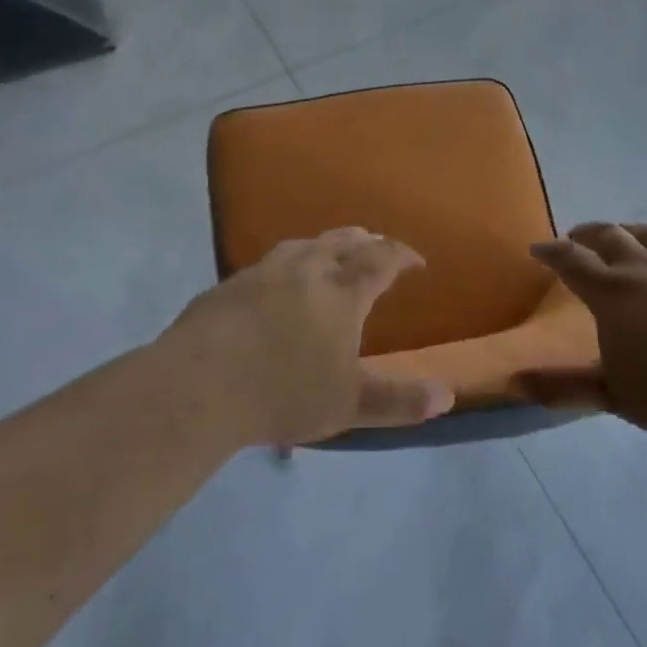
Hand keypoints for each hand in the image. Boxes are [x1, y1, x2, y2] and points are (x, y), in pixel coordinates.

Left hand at [154, 227, 454, 447]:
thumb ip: (399, 401)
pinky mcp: (228, 285)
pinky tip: (276, 282)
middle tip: (375, 246)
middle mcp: (306, 269)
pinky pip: (268, 263)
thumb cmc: (283, 392)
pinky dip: (287, 264)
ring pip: (303, 245)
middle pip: (342, 241)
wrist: (198, 386)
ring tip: (329, 252)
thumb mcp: (349, 404)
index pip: (381, 259)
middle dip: (365, 241)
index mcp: (341, 291)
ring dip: (325, 245)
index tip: (416, 262)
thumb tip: (447, 397)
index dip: (402, 255)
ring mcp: (263, 272)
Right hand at [524, 222, 646, 440]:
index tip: (538, 249)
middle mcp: (644, 268)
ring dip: (627, 231)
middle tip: (575, 238)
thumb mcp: (611, 393)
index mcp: (612, 293)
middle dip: (586, 233)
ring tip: (620, 236)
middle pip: (609, 235)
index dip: (551, 251)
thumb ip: (563, 386)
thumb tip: (515, 381)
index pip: (571, 260)